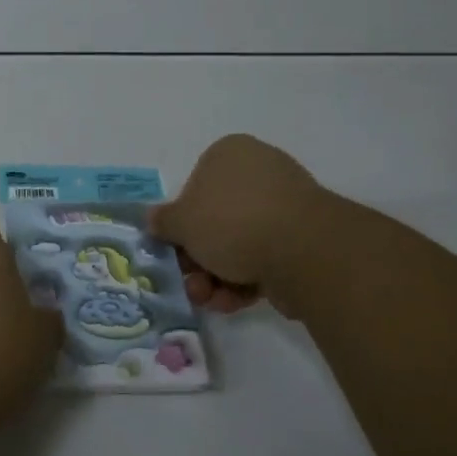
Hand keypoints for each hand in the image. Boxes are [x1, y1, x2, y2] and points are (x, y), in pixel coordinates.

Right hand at [149, 134, 338, 313]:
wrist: (301, 249)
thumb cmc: (231, 221)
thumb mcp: (181, 222)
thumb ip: (163, 221)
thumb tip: (153, 219)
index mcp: (229, 153)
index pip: (195, 185)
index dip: (182, 222)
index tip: (174, 249)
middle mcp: (259, 172)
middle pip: (216, 219)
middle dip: (198, 258)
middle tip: (189, 283)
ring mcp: (285, 205)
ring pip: (239, 243)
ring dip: (217, 276)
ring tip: (209, 299)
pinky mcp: (303, 238)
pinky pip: (264, 257)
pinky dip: (245, 281)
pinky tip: (233, 302)